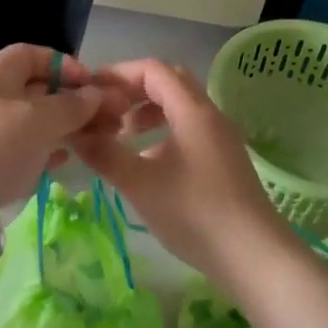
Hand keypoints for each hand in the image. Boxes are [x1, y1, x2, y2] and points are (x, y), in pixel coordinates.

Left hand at [0, 44, 113, 207]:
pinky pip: (22, 149)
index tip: (89, 83)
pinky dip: (45, 151)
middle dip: (71, 100)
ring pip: (32, 122)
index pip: (30, 54)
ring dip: (63, 127)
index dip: (62, 63)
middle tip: (104, 118)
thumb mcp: (39, 120)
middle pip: (35, 89)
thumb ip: (71, 105)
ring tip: (92, 140)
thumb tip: (95, 94)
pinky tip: (64, 161)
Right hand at [69, 59, 292, 286]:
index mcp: (193, 110)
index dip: (118, 74)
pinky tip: (146, 161)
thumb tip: (73, 132)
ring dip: (147, 111)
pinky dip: (162, 131)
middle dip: (132, 90)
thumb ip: (104, 154)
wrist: (254, 257)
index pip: (152, 69)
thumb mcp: (140, 184)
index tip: (90, 91)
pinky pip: (188, 128)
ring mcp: (220, 138)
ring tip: (122, 135)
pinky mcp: (224, 160)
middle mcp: (210, 115)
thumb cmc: (195, 213)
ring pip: (179, 106)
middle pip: (168, 82)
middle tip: (105, 110)